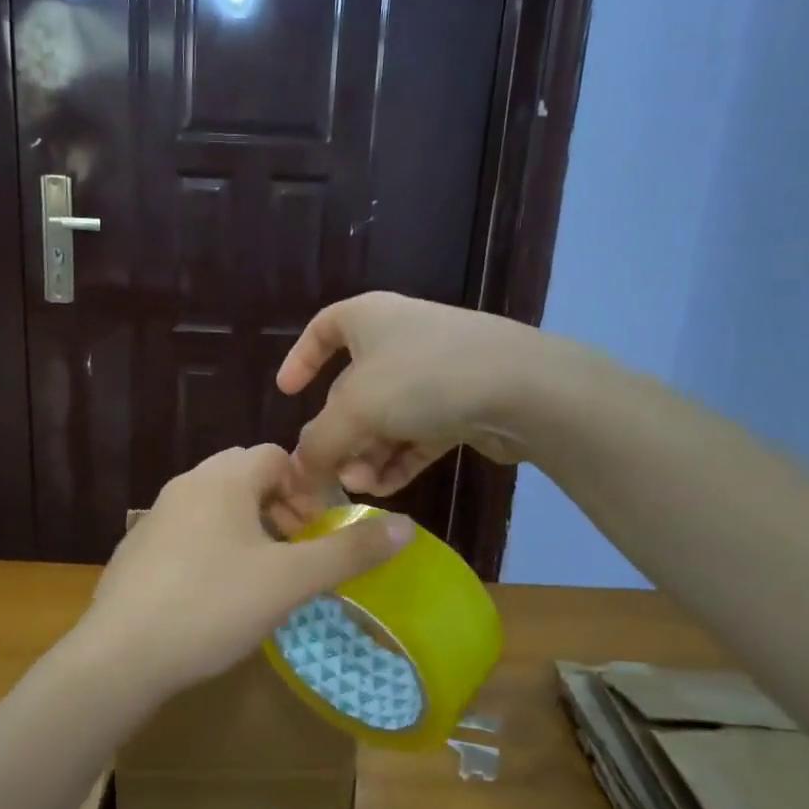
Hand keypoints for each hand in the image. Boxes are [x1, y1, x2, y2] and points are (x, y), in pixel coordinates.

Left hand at [76, 444, 412, 697]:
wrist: (120, 656)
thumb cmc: (212, 606)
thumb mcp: (290, 581)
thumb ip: (348, 551)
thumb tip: (406, 526)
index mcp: (222, 479)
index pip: (276, 456)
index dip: (307, 487)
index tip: (317, 531)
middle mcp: (186, 485)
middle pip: (246, 477)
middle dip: (280, 508)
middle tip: (296, 553)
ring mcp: (155, 517)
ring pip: (216, 506)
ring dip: (248, 529)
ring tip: (263, 576)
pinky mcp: (137, 550)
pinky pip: (188, 532)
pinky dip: (214, 548)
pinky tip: (217, 595)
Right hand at [277, 292, 547, 495]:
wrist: (521, 388)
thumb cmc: (422, 378)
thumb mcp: (354, 409)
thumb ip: (318, 442)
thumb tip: (300, 468)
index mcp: (368, 319)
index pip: (323, 327)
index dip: (301, 357)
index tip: (286, 391)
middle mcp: (399, 339)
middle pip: (352, 389)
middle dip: (338, 434)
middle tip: (329, 471)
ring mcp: (434, 373)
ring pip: (385, 418)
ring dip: (366, 455)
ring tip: (361, 487)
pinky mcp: (461, 404)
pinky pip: (416, 435)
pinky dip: (397, 460)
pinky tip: (385, 490)